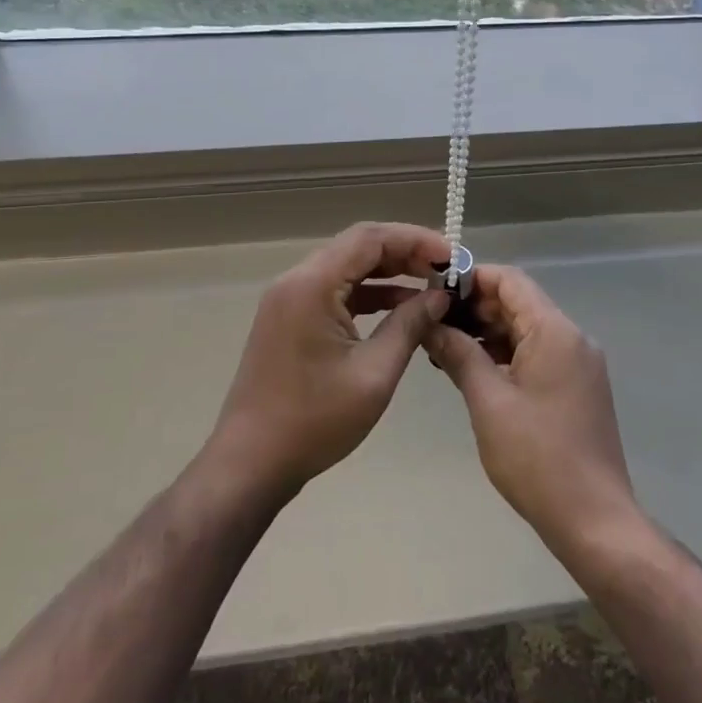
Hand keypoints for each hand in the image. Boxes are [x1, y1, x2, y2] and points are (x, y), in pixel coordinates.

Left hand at [205, 222, 451, 503]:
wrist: (250, 464)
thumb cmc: (314, 421)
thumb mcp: (374, 374)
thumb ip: (409, 325)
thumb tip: (439, 296)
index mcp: (312, 284)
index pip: (371, 238)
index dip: (415, 240)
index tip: (452, 256)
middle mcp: (297, 280)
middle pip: (358, 246)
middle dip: (405, 252)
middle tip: (446, 270)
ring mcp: (289, 299)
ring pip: (347, 266)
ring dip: (388, 271)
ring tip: (431, 285)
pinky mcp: (290, 318)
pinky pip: (335, 290)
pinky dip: (368, 292)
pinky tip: (400, 307)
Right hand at [424, 265, 641, 558]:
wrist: (594, 520)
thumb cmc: (536, 457)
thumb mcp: (488, 401)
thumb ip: (459, 354)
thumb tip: (431, 323)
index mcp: (555, 331)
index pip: (511, 281)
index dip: (472, 278)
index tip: (436, 290)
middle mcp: (573, 337)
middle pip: (520, 303)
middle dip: (477, 308)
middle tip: (434, 324)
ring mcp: (579, 363)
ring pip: (528, 330)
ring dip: (490, 334)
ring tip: (446, 349)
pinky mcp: (579, 387)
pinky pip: (539, 354)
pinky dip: (508, 355)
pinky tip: (477, 372)